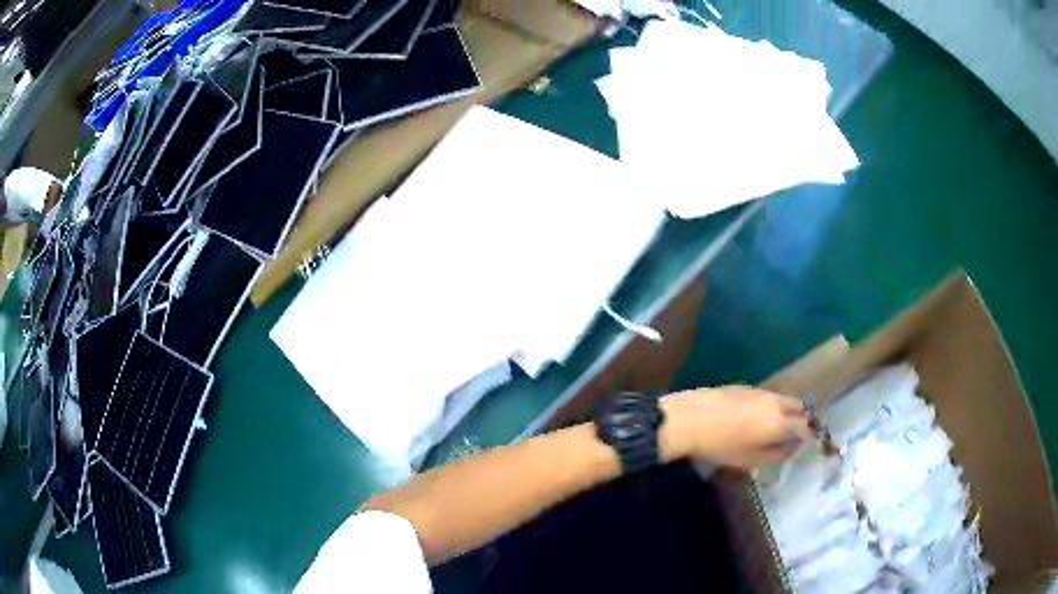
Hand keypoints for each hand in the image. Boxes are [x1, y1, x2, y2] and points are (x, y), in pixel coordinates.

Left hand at [660, 386, 811, 467]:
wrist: (690, 419)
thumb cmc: (722, 445)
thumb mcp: (751, 459)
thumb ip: (777, 454)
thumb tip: (793, 449)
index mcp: (780, 421)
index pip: (806, 426)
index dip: (811, 435)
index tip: (812, 443)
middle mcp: (775, 402)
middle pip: (799, 407)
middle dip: (802, 419)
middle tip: (796, 435)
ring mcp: (760, 391)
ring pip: (783, 400)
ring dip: (787, 411)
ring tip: (777, 427)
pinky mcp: (745, 387)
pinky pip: (768, 396)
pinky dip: (771, 406)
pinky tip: (757, 417)